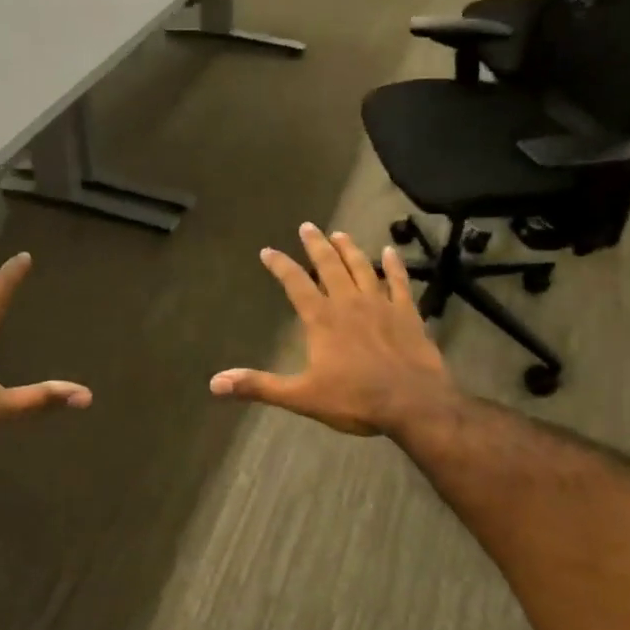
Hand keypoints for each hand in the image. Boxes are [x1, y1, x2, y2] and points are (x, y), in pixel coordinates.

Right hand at [210, 223, 456, 438]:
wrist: (414, 403)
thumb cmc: (355, 400)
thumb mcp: (301, 397)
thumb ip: (259, 386)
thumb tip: (215, 383)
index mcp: (322, 319)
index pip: (296, 283)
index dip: (280, 265)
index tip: (268, 251)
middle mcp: (349, 303)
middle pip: (329, 266)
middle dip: (316, 245)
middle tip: (307, 226)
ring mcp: (381, 305)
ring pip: (362, 267)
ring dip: (349, 249)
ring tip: (340, 233)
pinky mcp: (407, 313)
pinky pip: (399, 282)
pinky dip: (394, 265)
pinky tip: (390, 251)